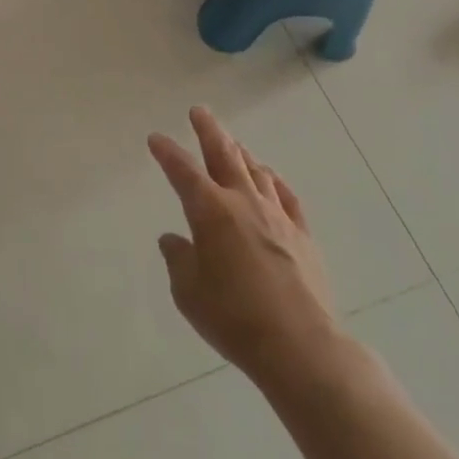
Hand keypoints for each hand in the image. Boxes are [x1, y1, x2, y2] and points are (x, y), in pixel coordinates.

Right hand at [148, 107, 343, 383]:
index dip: (167, 152)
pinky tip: (269, 178)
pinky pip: (286, 196)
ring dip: (240, 152)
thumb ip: (178, 259)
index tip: (156, 138)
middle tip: (199, 111)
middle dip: (208, 130)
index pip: (182, 171)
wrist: (301, 347)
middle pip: (223, 154)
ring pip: (255, 170)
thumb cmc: (234, 318)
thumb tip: (174, 240)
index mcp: (210, 211)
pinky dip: (273, 181)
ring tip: (232, 142)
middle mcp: (243, 202)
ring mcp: (277, 216)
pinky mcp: (302, 235)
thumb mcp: (188, 293)